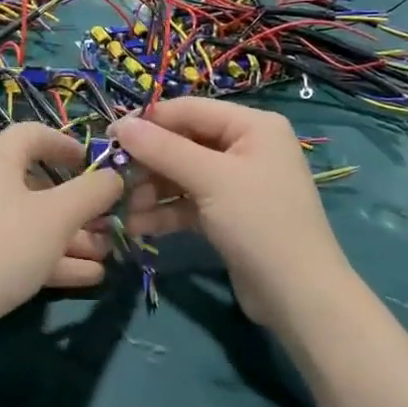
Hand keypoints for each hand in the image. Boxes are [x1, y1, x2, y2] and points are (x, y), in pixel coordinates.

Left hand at [0, 124, 123, 353]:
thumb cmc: (1, 246)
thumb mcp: (56, 217)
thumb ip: (92, 193)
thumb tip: (114, 176)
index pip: (33, 134)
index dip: (66, 144)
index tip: (93, 164)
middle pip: (35, 184)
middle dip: (77, 205)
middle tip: (108, 222)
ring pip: (28, 222)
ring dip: (69, 237)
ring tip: (106, 254)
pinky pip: (14, 248)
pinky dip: (48, 257)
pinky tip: (86, 277)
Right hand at [113, 99, 350, 328]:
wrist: (299, 296)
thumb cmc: (259, 222)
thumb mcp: (210, 179)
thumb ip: (164, 149)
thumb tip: (120, 126)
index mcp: (252, 126)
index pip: (190, 110)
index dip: (149, 122)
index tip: (109, 136)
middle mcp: (246, 147)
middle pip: (183, 143)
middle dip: (148, 162)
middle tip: (114, 179)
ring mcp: (236, 183)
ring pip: (182, 175)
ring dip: (151, 190)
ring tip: (124, 209)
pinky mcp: (227, 214)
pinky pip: (188, 202)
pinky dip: (165, 212)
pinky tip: (138, 226)